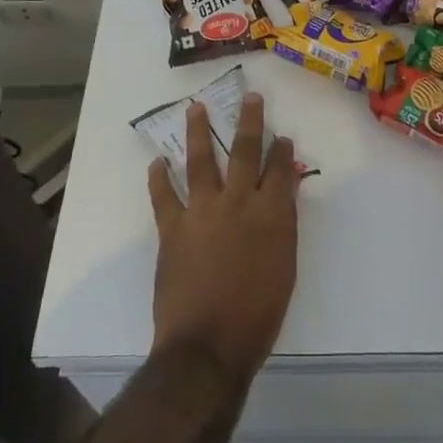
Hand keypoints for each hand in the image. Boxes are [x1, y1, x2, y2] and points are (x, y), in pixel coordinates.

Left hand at [148, 93, 299, 384]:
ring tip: (195, 108)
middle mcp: (237, 202)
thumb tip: (282, 195)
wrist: (208, 345)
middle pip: (244, 151)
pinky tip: (157, 161)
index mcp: (271, 214)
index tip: (282, 135)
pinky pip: (164, 196)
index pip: (279, 168)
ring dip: (198, 132)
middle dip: (249, 121)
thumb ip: (283, 226)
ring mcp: (202, 212)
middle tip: (249, 96)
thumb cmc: (257, 315)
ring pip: (200, 161)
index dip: (282, 149)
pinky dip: (159, 178)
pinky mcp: (173, 228)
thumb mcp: (285, 268)